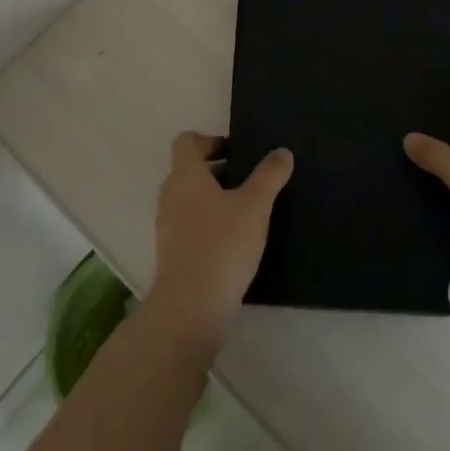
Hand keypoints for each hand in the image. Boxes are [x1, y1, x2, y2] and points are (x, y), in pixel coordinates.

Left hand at [147, 132, 292, 348]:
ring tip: (245, 210)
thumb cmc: (222, 245)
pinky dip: (207, 224)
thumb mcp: (255, 205)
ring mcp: (167, 227)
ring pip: (189, 199)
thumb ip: (270, 175)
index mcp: (185, 175)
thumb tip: (282, 152)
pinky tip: (233, 241)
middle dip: (217, 170)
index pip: (186, 142)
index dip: (209, 140)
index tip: (236, 152)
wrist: (190, 310)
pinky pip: (188, 226)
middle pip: (188, 170)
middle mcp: (170, 196)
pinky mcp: (171, 255)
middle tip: (248, 179)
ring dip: (212, 198)